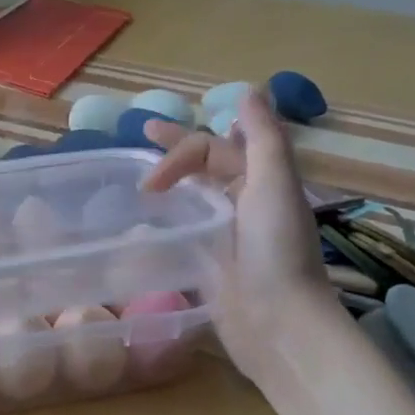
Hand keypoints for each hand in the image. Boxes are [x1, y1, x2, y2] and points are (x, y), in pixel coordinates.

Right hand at [140, 91, 335, 377]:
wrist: (278, 325)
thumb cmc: (276, 252)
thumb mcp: (275, 185)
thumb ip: (264, 137)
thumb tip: (250, 90)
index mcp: (260, 181)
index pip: (213, 149)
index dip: (181, 152)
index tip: (152, 180)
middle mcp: (243, 202)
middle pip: (204, 165)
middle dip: (175, 149)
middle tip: (141, 132)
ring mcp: (225, 234)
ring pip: (193, 195)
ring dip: (170, 182)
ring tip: (136, 181)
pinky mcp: (210, 263)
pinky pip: (185, 230)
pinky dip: (165, 221)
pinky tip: (143, 224)